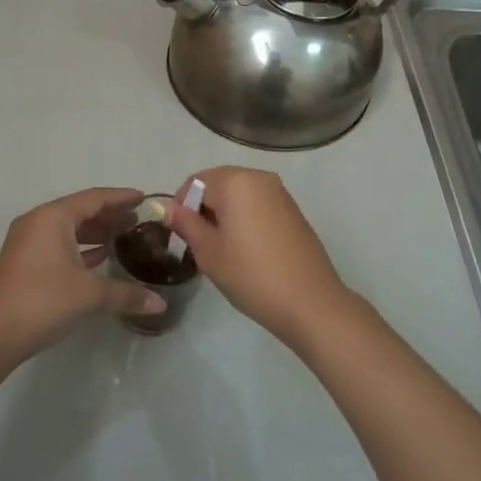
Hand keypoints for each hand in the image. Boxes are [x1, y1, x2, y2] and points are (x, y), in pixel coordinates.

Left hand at [0, 187, 164, 372]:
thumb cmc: (40, 302)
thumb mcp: (88, 295)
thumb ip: (126, 294)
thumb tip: (161, 303)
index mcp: (52, 218)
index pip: (94, 198)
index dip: (121, 197)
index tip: (146, 198)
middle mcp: (38, 223)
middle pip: (81, 211)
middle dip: (110, 215)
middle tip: (141, 222)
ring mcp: (27, 243)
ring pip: (69, 230)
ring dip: (95, 233)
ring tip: (125, 239)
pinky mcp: (24, 263)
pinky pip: (59, 245)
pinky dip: (81, 248)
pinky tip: (100, 260)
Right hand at [166, 167, 351, 347]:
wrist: (310, 303)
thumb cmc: (252, 275)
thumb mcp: (209, 252)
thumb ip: (187, 224)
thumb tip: (169, 208)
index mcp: (236, 181)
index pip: (195, 182)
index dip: (182, 206)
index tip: (181, 235)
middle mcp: (259, 177)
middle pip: (218, 183)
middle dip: (203, 208)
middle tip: (199, 244)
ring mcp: (280, 192)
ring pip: (239, 194)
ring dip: (224, 213)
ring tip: (222, 249)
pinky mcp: (293, 210)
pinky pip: (258, 204)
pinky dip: (245, 217)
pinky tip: (247, 249)